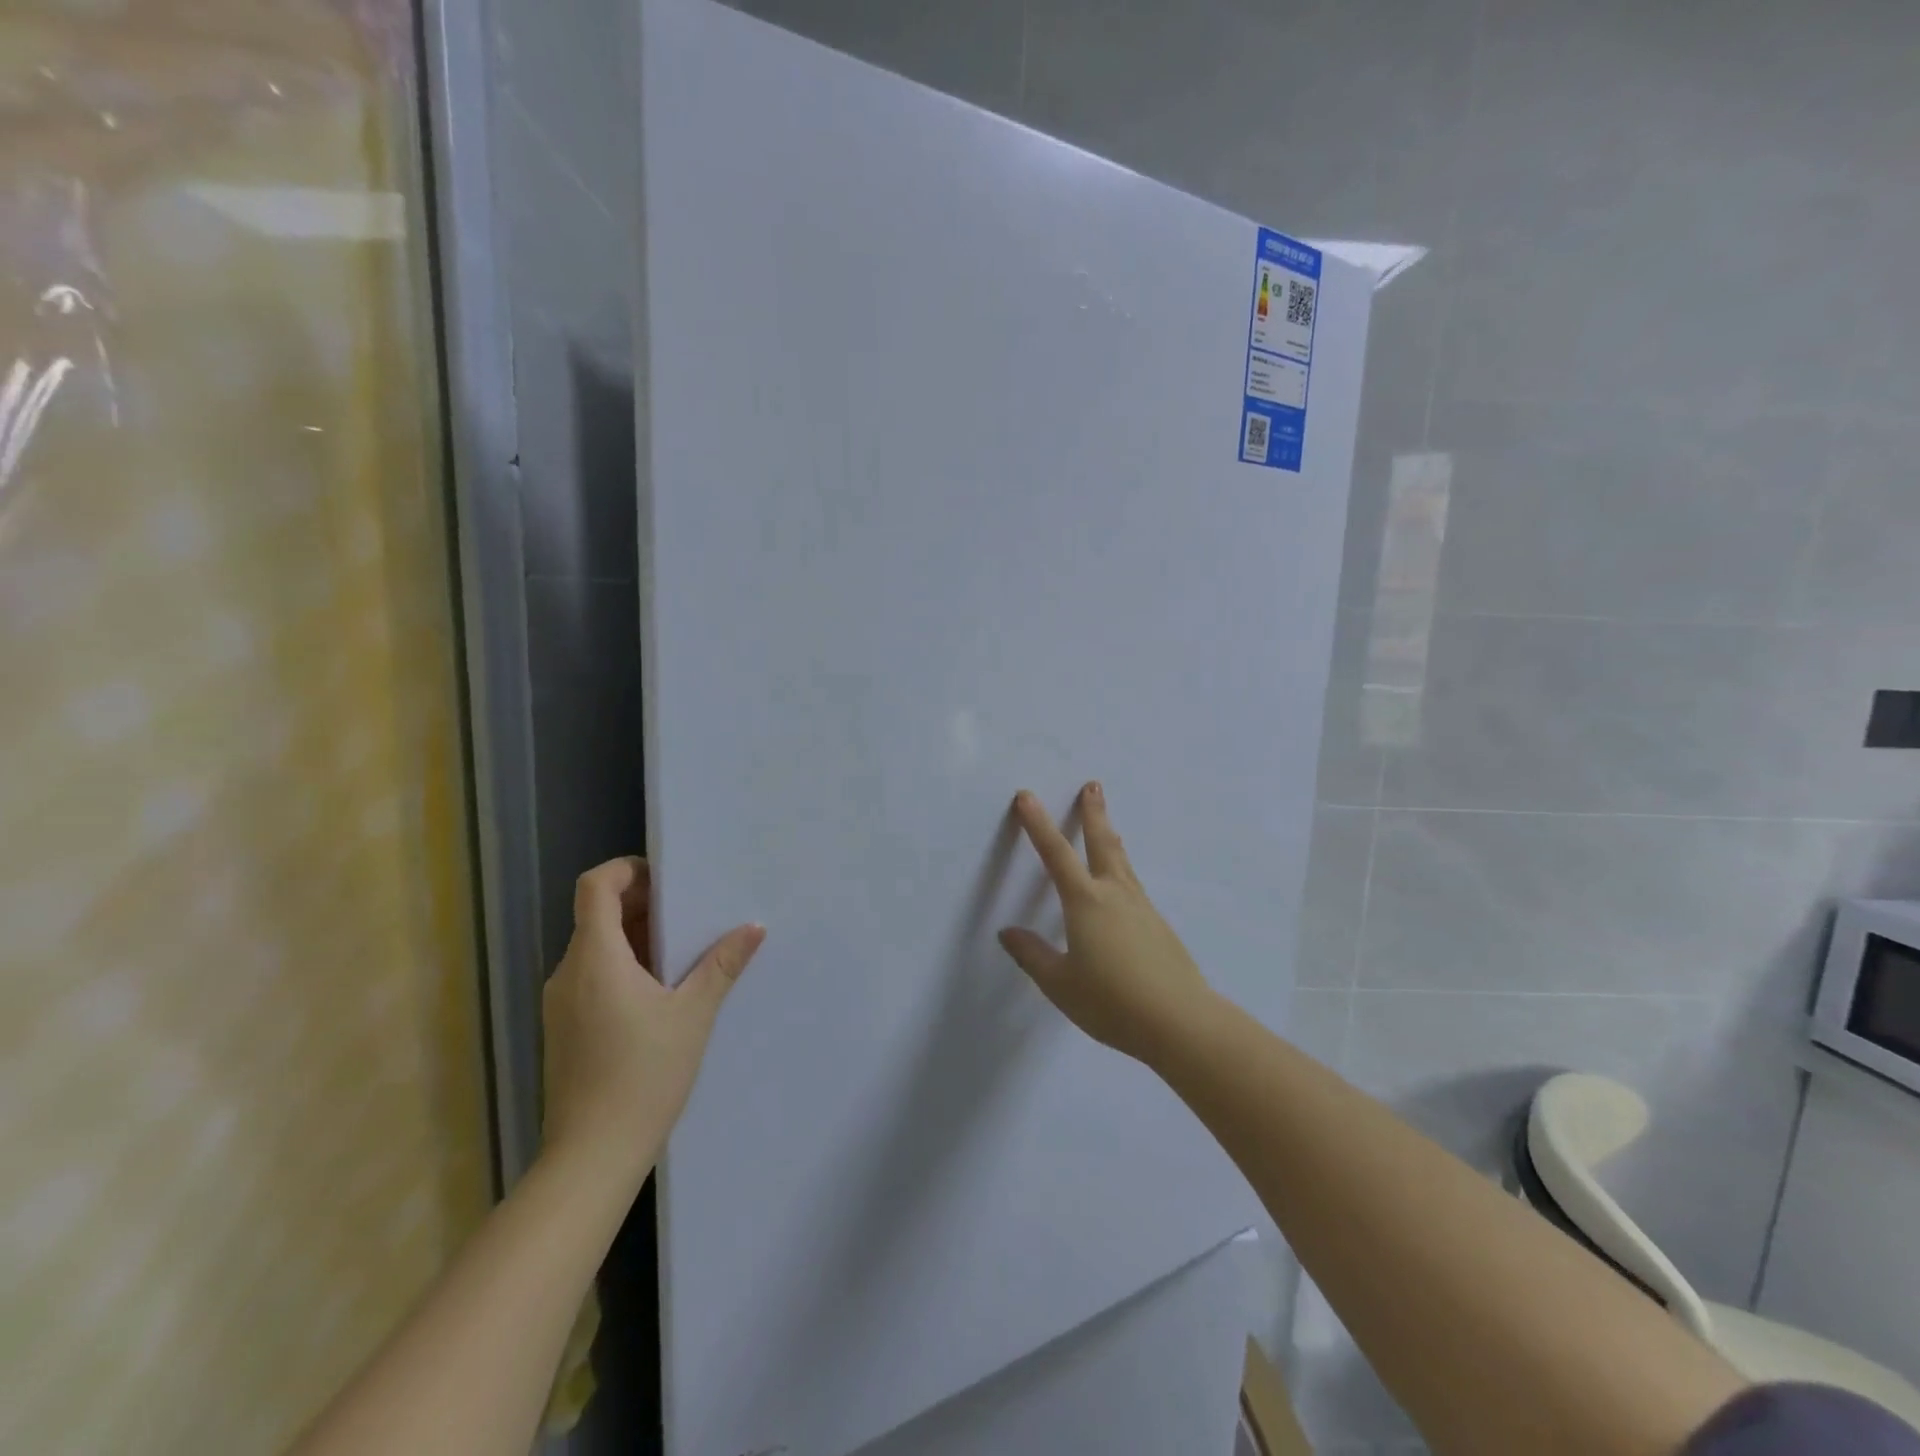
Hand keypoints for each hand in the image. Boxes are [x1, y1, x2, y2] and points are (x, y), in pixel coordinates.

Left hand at [541, 857, 765, 1188]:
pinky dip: (623, 966)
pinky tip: (659, 992)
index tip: (667, 880)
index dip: (627, 869)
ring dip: (635, 938)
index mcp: (595, 958)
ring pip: (595, 947)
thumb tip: (754, 928)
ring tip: (683, 953)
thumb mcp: (694, 1014)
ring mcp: (560, 1003)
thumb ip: (723, 964)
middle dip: (642, 904)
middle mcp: (568, 972)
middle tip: (689, 914)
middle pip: (596, 914)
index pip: (594, 886)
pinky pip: (591, 976)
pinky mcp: (564, 1028)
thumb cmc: (644, 1075)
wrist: (592, 1156)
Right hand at [998, 784, 1215, 1066]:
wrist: (1181, 1022)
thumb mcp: (1061, 984)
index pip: (1056, 854)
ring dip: (1111, 837)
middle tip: (1093, 785)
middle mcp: (1115, 894)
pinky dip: (1122, 869)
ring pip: (1122, 862)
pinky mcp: (1158, 925)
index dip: (1038, 824)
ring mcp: (1141, 908)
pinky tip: (1122, 887)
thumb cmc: (1112, 1002)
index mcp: (1085, 902)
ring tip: (1107, 824)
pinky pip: (1133, 885)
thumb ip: (1033, 956)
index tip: (1027, 797)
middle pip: (1102, 843)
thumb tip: (1008, 932)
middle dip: (1093, 813)